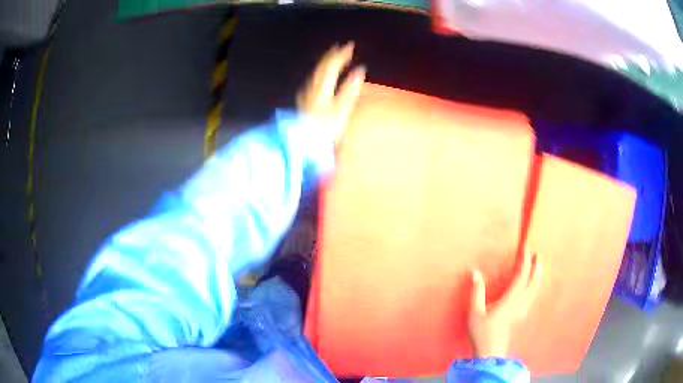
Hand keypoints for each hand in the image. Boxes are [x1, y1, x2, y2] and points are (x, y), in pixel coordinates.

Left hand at [297, 42, 366, 142]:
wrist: (303, 142)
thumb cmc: (324, 127)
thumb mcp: (341, 108)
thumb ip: (350, 88)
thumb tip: (359, 71)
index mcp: (322, 86)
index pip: (332, 64)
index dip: (342, 54)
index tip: (351, 46)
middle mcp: (312, 86)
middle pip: (322, 66)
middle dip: (333, 55)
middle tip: (342, 48)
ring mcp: (306, 93)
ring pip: (316, 72)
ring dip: (326, 63)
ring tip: (333, 57)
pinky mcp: (304, 100)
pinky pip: (313, 80)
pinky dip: (321, 73)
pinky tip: (321, 76)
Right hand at [467, 249, 542, 357]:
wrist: (491, 352)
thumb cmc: (482, 333)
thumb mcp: (475, 313)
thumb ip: (476, 292)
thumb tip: (475, 272)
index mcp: (510, 299)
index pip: (521, 275)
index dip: (524, 260)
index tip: (525, 247)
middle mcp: (520, 303)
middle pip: (533, 281)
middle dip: (536, 266)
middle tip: (537, 254)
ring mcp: (523, 310)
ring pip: (534, 289)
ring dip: (537, 275)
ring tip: (538, 266)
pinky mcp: (521, 315)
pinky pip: (532, 295)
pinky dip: (535, 286)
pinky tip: (533, 287)